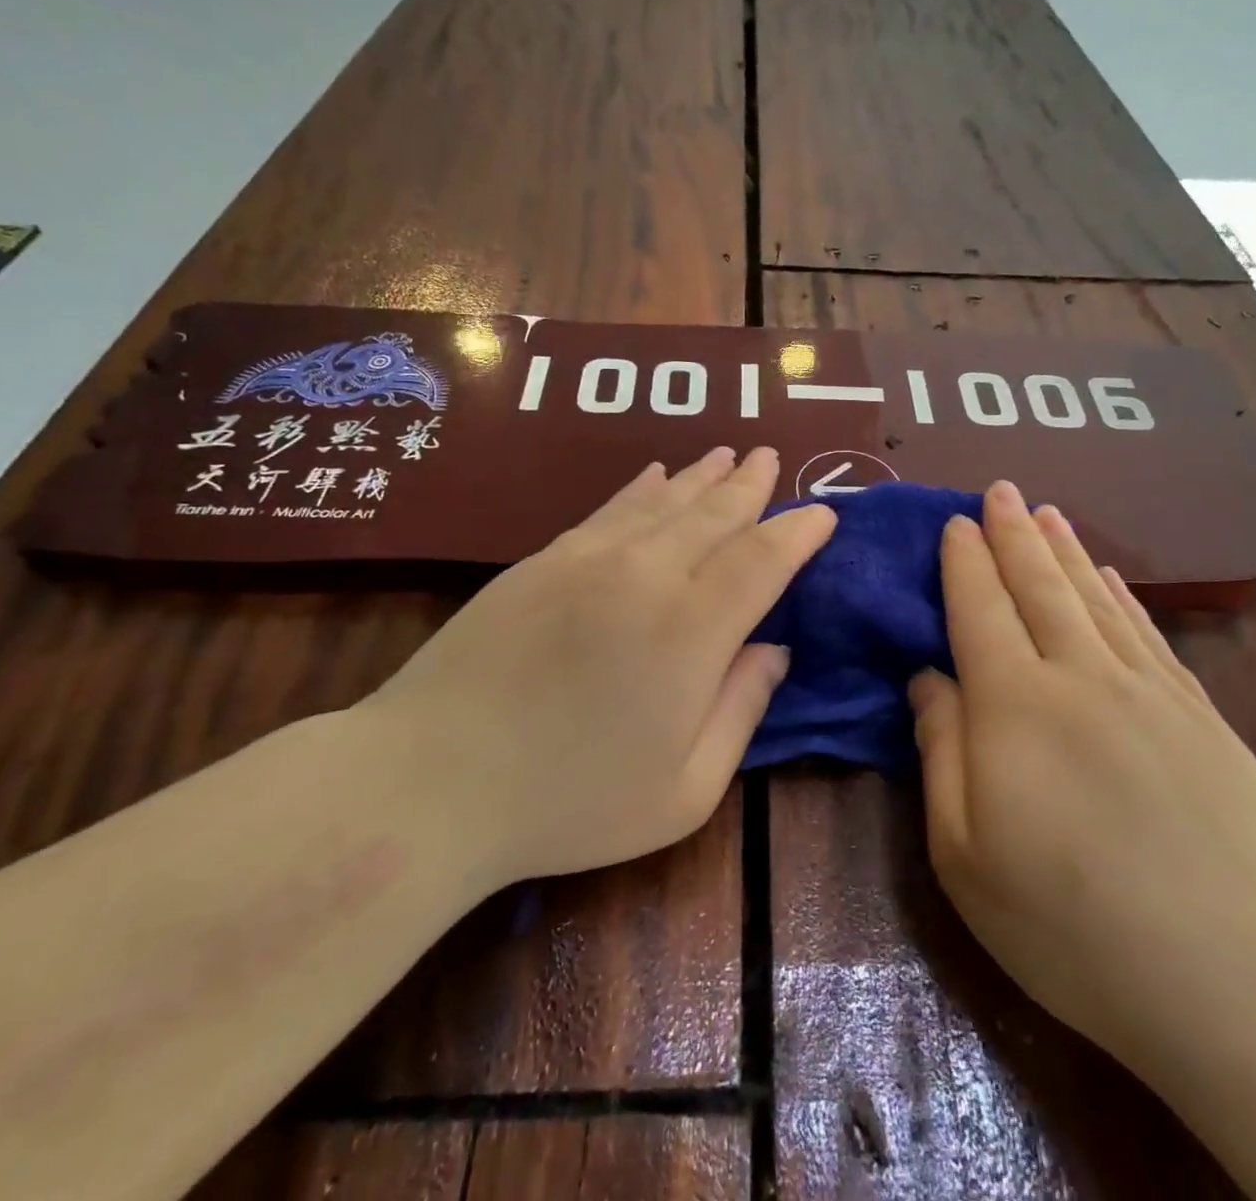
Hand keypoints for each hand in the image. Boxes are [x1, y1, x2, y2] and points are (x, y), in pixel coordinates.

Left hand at [358, 447, 834, 889]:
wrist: (432, 780)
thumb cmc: (570, 800)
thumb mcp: (684, 789)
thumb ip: (741, 709)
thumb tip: (774, 650)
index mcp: (693, 629)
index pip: (762, 560)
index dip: (797, 533)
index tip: (822, 513)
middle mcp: (648, 574)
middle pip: (714, 514)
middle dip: (751, 485)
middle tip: (771, 458)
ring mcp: (589, 559)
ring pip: (664, 501)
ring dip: (702, 476)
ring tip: (728, 454)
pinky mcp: (543, 560)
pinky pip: (610, 509)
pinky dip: (642, 488)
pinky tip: (656, 473)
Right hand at [909, 481, 1255, 1061]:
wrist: (1238, 975)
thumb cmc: (1072, 922)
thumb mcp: (965, 854)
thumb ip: (941, 753)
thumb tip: (928, 679)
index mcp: (1013, 706)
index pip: (979, 609)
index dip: (964, 562)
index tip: (955, 522)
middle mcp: (1079, 676)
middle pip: (1038, 586)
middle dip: (1013, 533)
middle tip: (1000, 489)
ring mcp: (1147, 691)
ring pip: (1094, 598)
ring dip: (1065, 550)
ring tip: (1046, 511)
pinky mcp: (1198, 716)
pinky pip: (1147, 634)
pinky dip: (1121, 595)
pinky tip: (1109, 576)